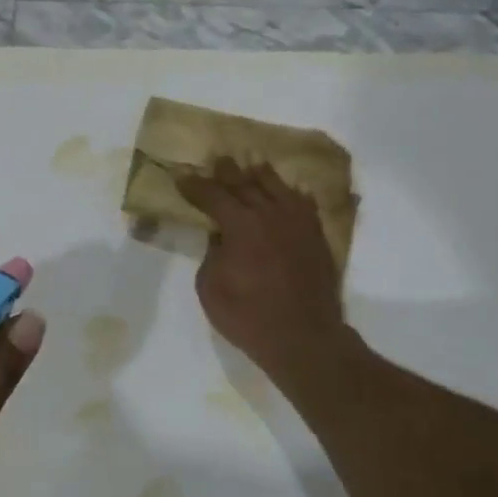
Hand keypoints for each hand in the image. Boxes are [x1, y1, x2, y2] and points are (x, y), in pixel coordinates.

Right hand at [177, 159, 346, 383]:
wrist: (304, 337)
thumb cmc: (247, 316)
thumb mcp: (210, 287)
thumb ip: (212, 254)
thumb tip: (221, 236)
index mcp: (240, 225)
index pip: (212, 196)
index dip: (194, 185)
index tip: (180, 175)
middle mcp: (270, 215)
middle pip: (245, 184)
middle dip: (227, 172)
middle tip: (217, 159)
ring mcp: (297, 224)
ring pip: (277, 188)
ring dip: (260, 175)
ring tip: (251, 165)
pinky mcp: (316, 237)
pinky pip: (304, 205)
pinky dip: (293, 195)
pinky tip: (291, 191)